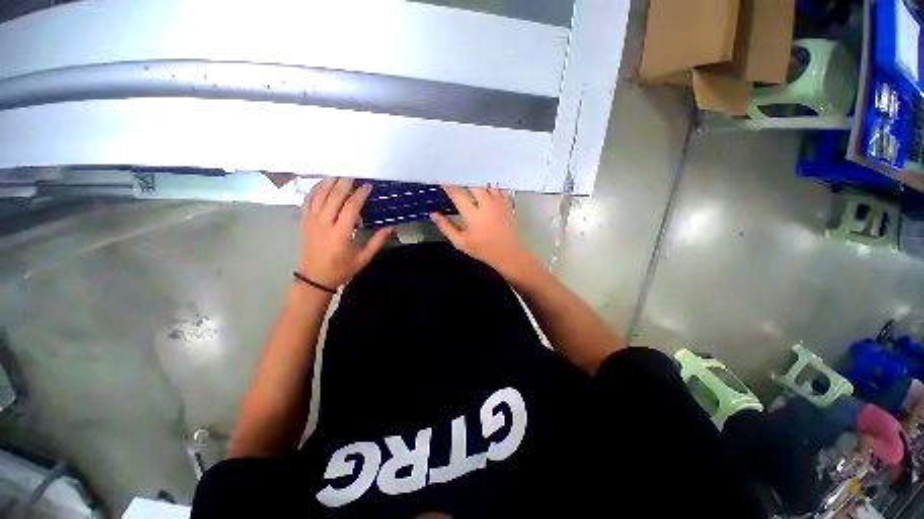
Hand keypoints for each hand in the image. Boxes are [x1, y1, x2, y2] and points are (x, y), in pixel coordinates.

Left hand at [298, 178, 391, 288]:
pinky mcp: (303, 221)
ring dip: (329, 182)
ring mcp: (311, 221)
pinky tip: (322, 183)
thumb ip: (377, 241)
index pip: (351, 206)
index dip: (360, 194)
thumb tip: (391, 227)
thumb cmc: (342, 269)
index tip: (368, 186)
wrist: (314, 278)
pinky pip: (307, 200)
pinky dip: (315, 190)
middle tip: (354, 174)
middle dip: (345, 183)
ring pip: (319, 195)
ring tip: (339, 174)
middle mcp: (324, 223)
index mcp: (341, 233)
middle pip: (334, 196)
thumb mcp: (363, 258)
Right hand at [430, 185, 533, 275]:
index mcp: (473, 215)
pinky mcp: (506, 201)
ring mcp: (498, 201)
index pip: (457, 193)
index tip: (441, 179)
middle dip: (462, 177)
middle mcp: (486, 204)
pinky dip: (488, 182)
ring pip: (485, 182)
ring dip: (476, 178)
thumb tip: (433, 213)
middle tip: (454, 175)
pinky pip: (497, 186)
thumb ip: (445, 227)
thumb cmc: (482, 249)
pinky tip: (483, 182)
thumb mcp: (460, 242)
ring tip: (468, 176)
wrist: (507, 253)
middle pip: (473, 182)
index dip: (448, 185)